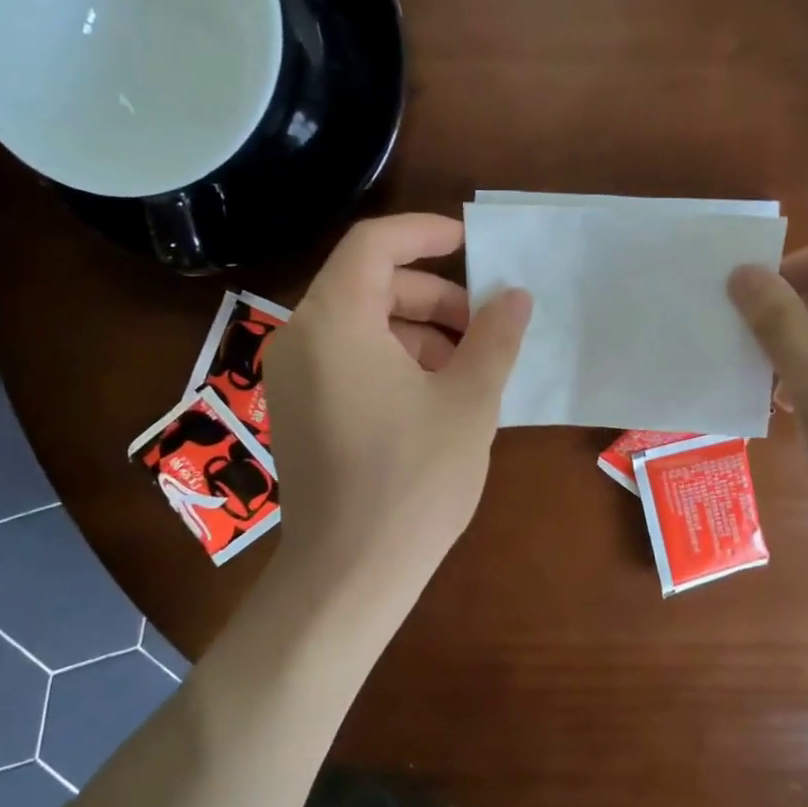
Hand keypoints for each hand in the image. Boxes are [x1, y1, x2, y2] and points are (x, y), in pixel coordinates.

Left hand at [263, 214, 530, 596]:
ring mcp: (292, 377)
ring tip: (466, 369)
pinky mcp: (297, 410)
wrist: (350, 572)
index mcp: (336, 321)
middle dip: (433, 297)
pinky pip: (346, 359)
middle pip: (369, 284)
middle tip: (483, 329)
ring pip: (360, 324)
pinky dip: (391, 359)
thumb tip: (515, 297)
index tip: (470, 244)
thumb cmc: (414, 479)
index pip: (373, 243)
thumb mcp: (469, 401)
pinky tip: (433, 396)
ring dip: (417, 331)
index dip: (424, 234)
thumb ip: (495, 338)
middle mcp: (301, 337)